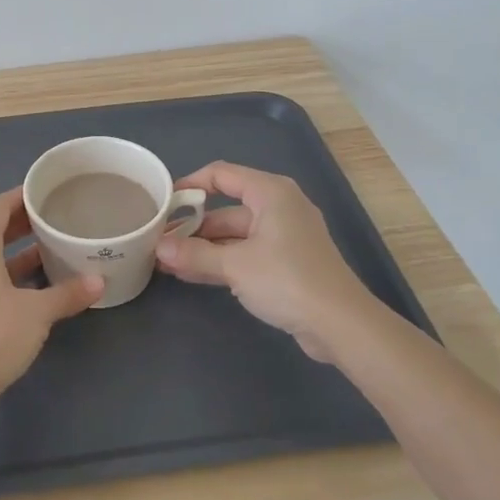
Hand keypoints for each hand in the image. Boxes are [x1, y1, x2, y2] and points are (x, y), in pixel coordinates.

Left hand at [0, 188, 102, 417]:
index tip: (47, 193)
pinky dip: (6, 278)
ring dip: (16, 255)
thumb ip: (68, 293)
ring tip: (50, 252)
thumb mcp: (37, 312)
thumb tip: (100, 282)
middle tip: (55, 221)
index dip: (22, 197)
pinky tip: (33, 290)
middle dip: (22, 225)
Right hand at [154, 161, 373, 360]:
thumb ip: (194, 254)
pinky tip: (193, 273)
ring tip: (169, 260)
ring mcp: (284, 235)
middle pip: (227, 208)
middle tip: (160, 239)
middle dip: (193, 225)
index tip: (163, 202)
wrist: (340, 324)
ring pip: (235, 233)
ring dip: (204, 246)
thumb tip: (159, 247)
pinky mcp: (287, 262)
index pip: (221, 174)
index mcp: (270, 192)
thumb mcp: (235, 266)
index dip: (190, 185)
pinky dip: (222, 260)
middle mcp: (278, 206)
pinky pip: (246, 252)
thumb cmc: (287, 280)